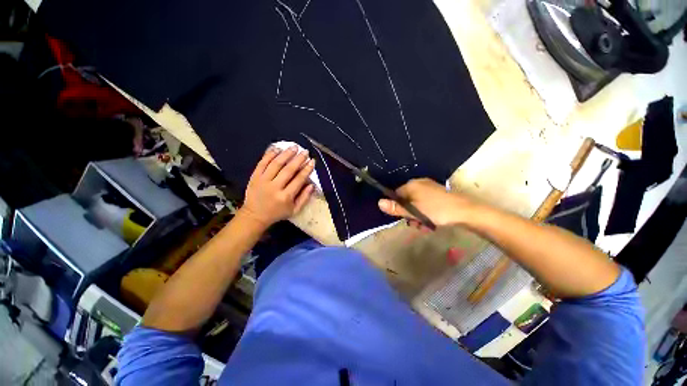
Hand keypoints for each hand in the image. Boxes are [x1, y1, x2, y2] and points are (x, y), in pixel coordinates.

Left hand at [238, 145, 314, 227]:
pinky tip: (277, 148)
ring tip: (294, 147)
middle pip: (288, 170)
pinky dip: (269, 155)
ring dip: (286, 154)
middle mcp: (275, 187)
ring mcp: (263, 181)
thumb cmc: (277, 213)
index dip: (307, 169)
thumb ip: (304, 198)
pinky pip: (262, 163)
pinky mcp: (254, 177)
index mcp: (286, 197)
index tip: (312, 161)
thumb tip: (312, 185)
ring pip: (276, 164)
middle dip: (298, 159)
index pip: (299, 179)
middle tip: (305, 151)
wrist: (254, 216)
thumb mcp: (294, 210)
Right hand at [378, 178, 475, 226]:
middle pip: (406, 199)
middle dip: (409, 213)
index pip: (396, 195)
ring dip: (418, 215)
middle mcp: (419, 183)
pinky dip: (426, 212)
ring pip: (416, 203)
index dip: (398, 207)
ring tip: (425, 225)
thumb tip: (378, 203)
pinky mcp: (437, 193)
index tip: (404, 218)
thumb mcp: (414, 211)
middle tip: (416, 224)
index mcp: (411, 185)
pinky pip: (425, 202)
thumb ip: (396, 208)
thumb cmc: (436, 210)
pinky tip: (432, 221)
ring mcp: (429, 187)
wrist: (465, 211)